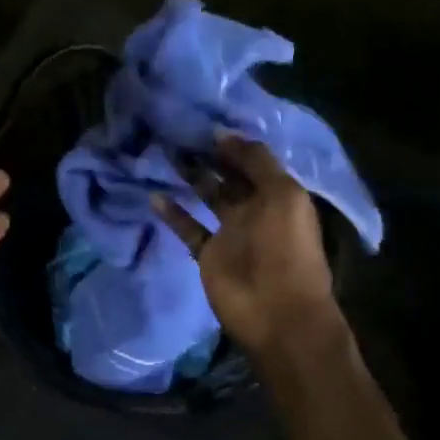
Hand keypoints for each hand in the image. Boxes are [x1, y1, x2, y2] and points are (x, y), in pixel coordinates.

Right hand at [152, 136, 338, 358]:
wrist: (278, 314)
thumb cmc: (285, 249)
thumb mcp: (282, 195)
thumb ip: (256, 162)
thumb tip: (223, 134)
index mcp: (278, 195)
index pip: (253, 161)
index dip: (231, 144)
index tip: (203, 125)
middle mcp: (255, 210)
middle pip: (229, 177)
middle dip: (208, 156)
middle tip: (178, 134)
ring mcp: (231, 233)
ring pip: (208, 198)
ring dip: (190, 178)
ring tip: (165, 155)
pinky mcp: (210, 255)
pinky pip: (189, 228)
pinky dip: (173, 214)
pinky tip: (155, 196)